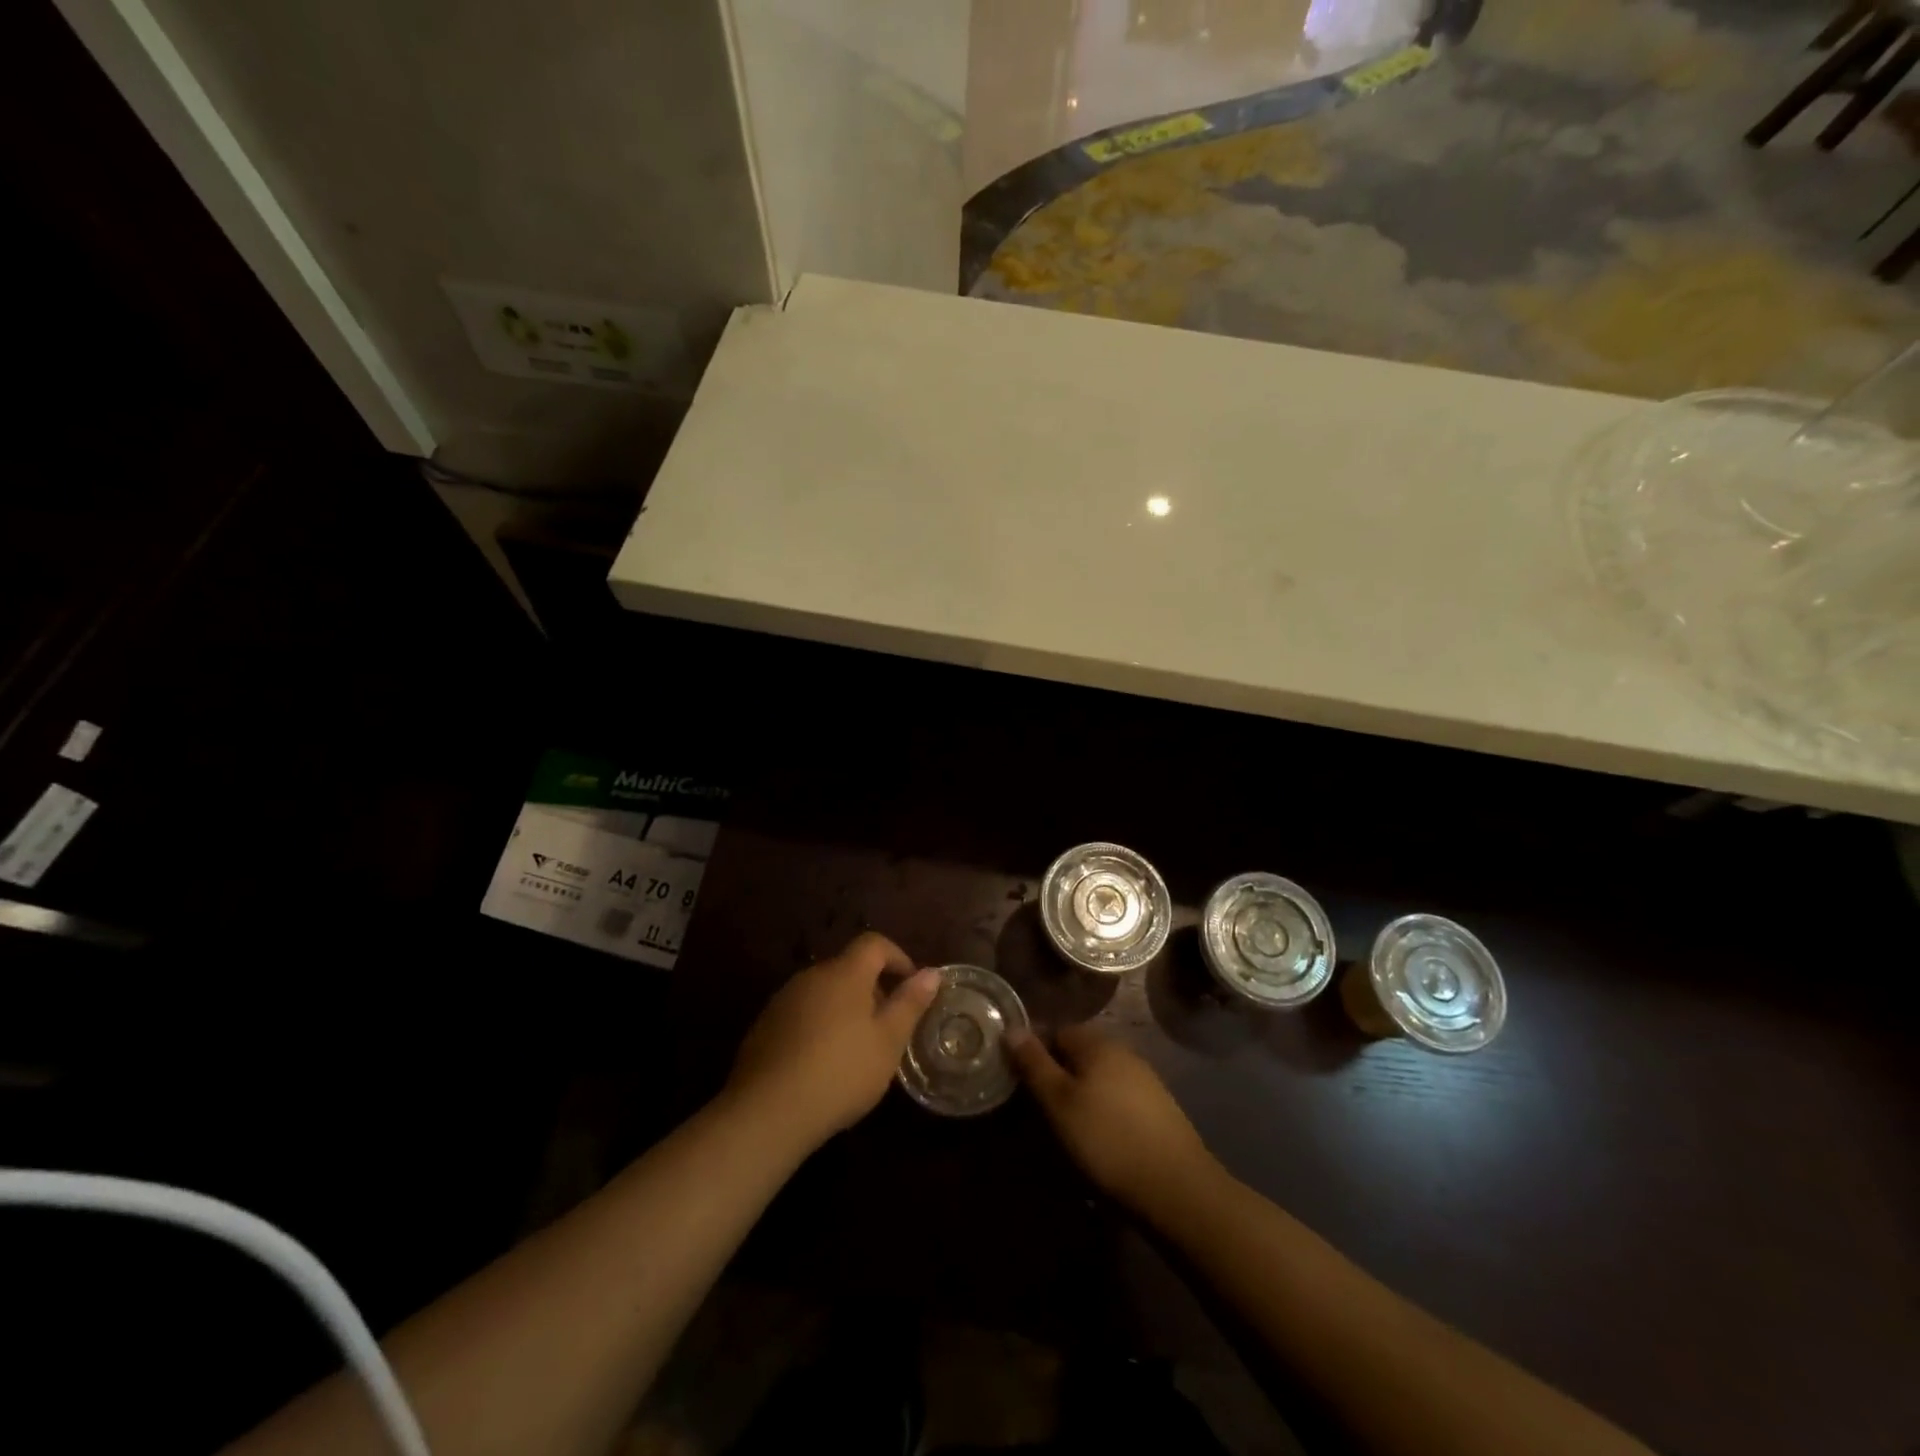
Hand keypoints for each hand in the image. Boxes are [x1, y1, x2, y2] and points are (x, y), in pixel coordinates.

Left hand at [724, 932, 941, 1149]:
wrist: (767, 1112)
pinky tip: (823, 1063)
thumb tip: (931, 972)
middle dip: (873, 988)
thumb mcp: (888, 1042)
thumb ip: (910, 1003)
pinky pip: (802, 1013)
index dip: (898, 958)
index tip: (912, 987)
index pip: (874, 944)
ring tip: (858, 1048)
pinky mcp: (764, 1026)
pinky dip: (820, 1025)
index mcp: (844, 973)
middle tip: (889, 1026)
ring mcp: (783, 1000)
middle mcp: (811, 976)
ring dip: (845, 1008)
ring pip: (824, 992)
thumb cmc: (841, 1072)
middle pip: (848, 968)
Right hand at [1009, 1024, 1217, 1211]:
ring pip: (1099, 1078)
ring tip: (1067, 1129)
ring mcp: (1145, 1080)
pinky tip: (1100, 1140)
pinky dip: (1103, 1112)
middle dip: (1058, 1075)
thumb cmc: (1107, 1140)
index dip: (1035, 1053)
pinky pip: (1119, 1099)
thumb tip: (1012, 1028)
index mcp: (1097, 1043)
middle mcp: (1123, 1052)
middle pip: (1079, 1054)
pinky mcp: (1159, 1110)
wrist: (1177, 1189)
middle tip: (1040, 1110)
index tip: (1020, 1082)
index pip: (1056, 1031)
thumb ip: (1034, 1064)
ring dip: (1081, 1095)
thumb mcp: (1059, 1103)